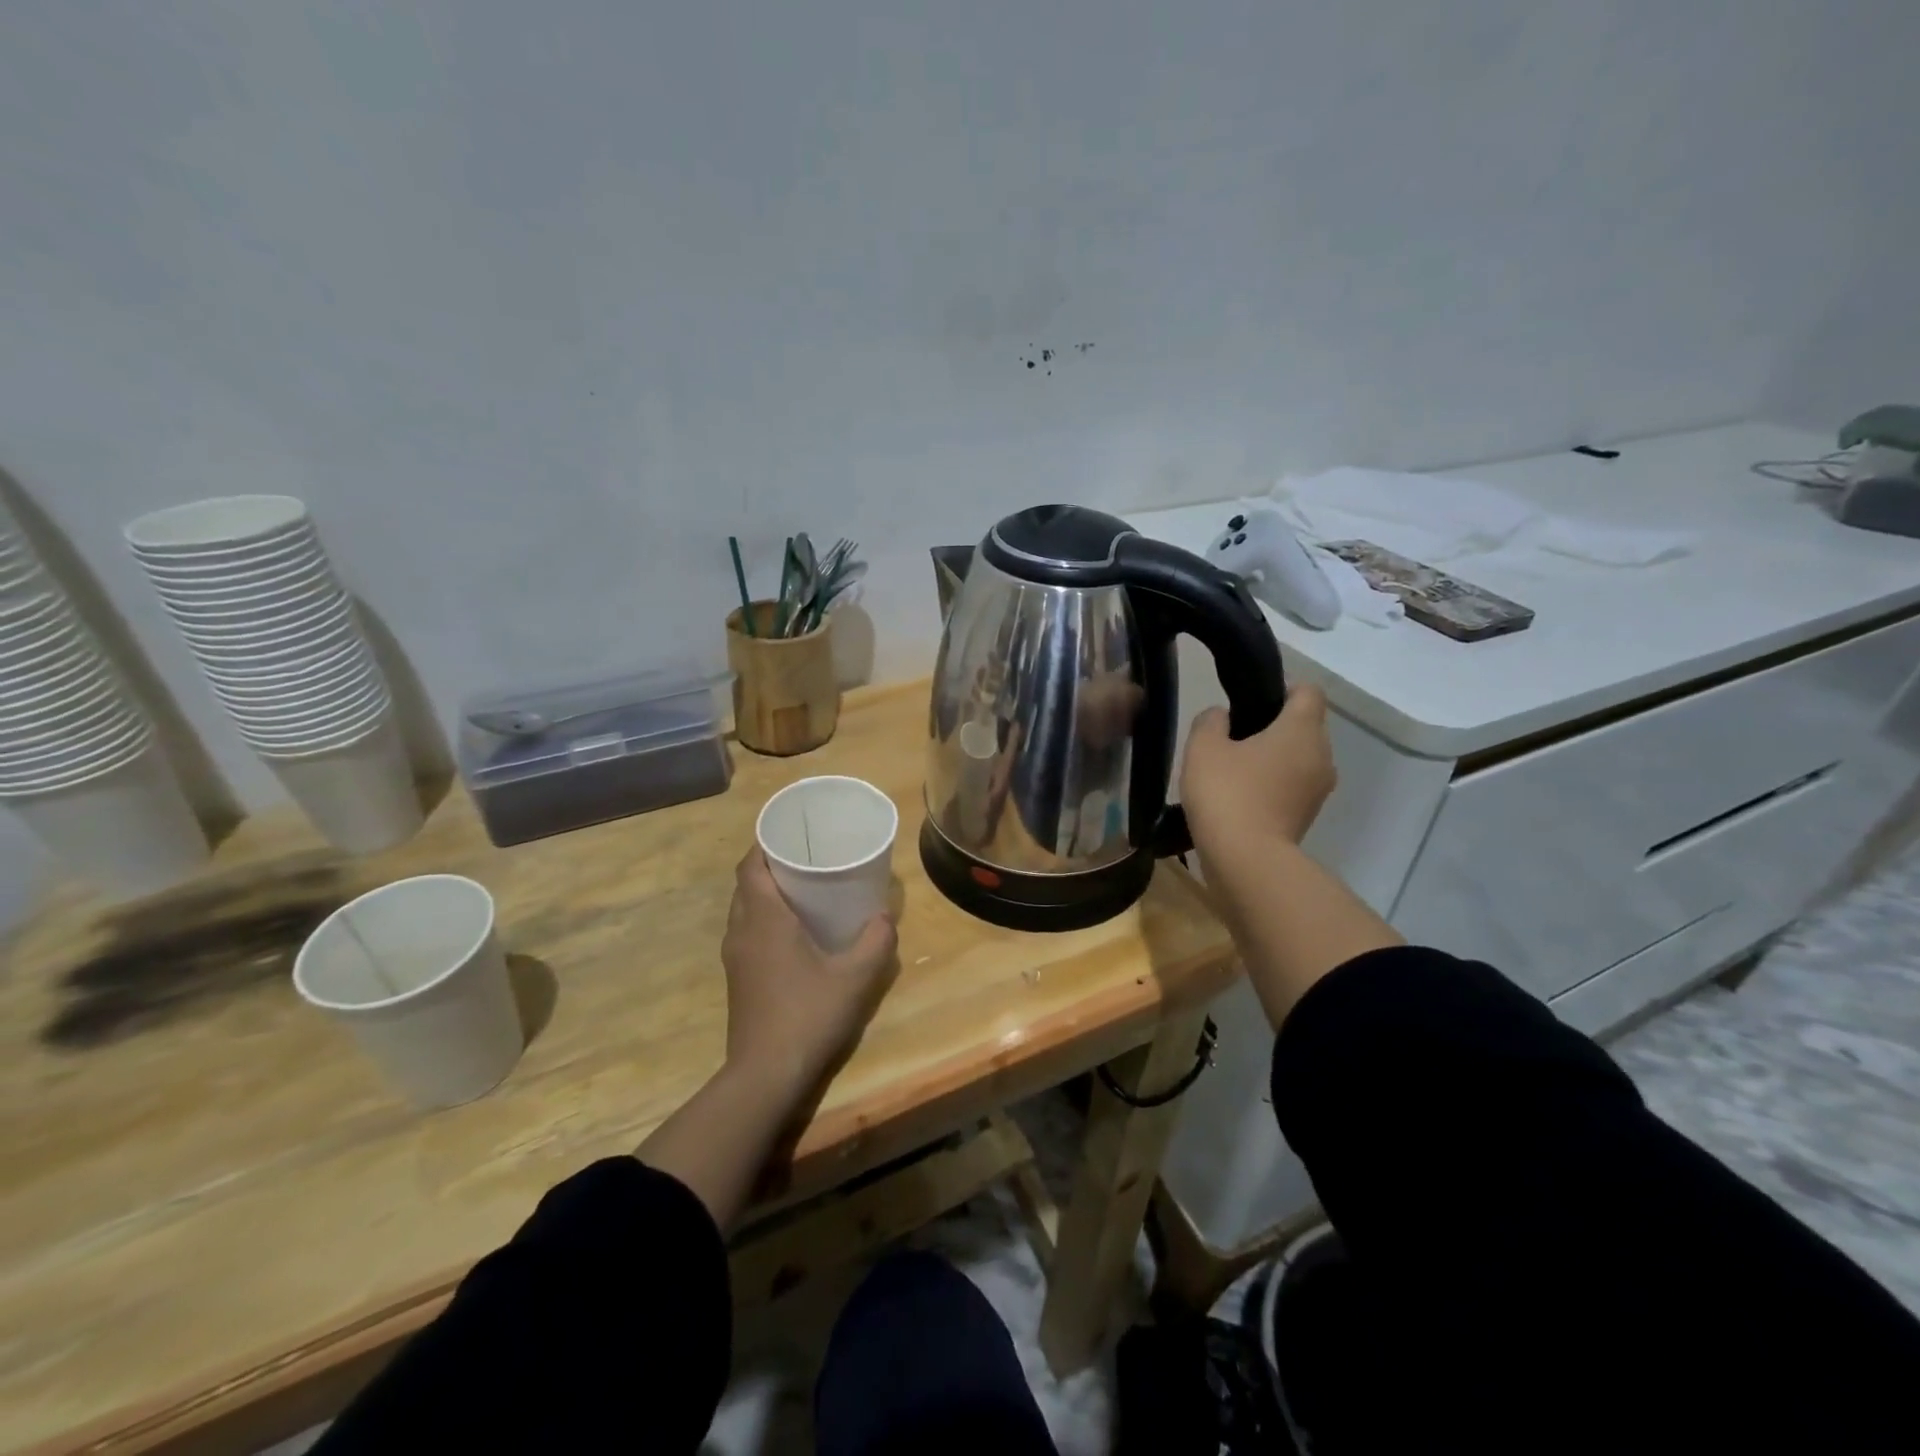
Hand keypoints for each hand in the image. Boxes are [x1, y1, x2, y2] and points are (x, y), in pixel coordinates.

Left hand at [721, 848, 897, 1097]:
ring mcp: (735, 957)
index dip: (765, 843)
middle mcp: (741, 931)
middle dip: (771, 865)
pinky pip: (746, 932)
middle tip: (808, 858)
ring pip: (744, 909)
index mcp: (764, 919)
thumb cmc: (808, 1014)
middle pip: (747, 884)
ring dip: (766, 894)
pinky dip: (764, 919)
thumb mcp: (855, 977)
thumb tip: (884, 916)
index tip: (792, 833)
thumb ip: (876, 941)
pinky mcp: (737, 978)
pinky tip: (794, 933)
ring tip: (803, 890)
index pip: (750, 866)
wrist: (765, 1074)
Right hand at [1180, 684, 1335, 852]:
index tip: (1249, 700)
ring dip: (1272, 759)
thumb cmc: (1227, 793)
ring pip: (1298, 759)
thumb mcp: (1203, 747)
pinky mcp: (1308, 817)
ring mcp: (1318, 790)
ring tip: (1232, 770)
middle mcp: (1321, 755)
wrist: (1246, 861)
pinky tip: (1239, 797)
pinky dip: (1272, 785)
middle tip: (1232, 736)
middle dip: (1272, 726)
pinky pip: (1292, 787)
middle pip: (1304, 726)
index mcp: (1302, 729)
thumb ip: (1211, 720)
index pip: (1308, 691)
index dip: (1281, 688)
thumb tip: (1222, 717)